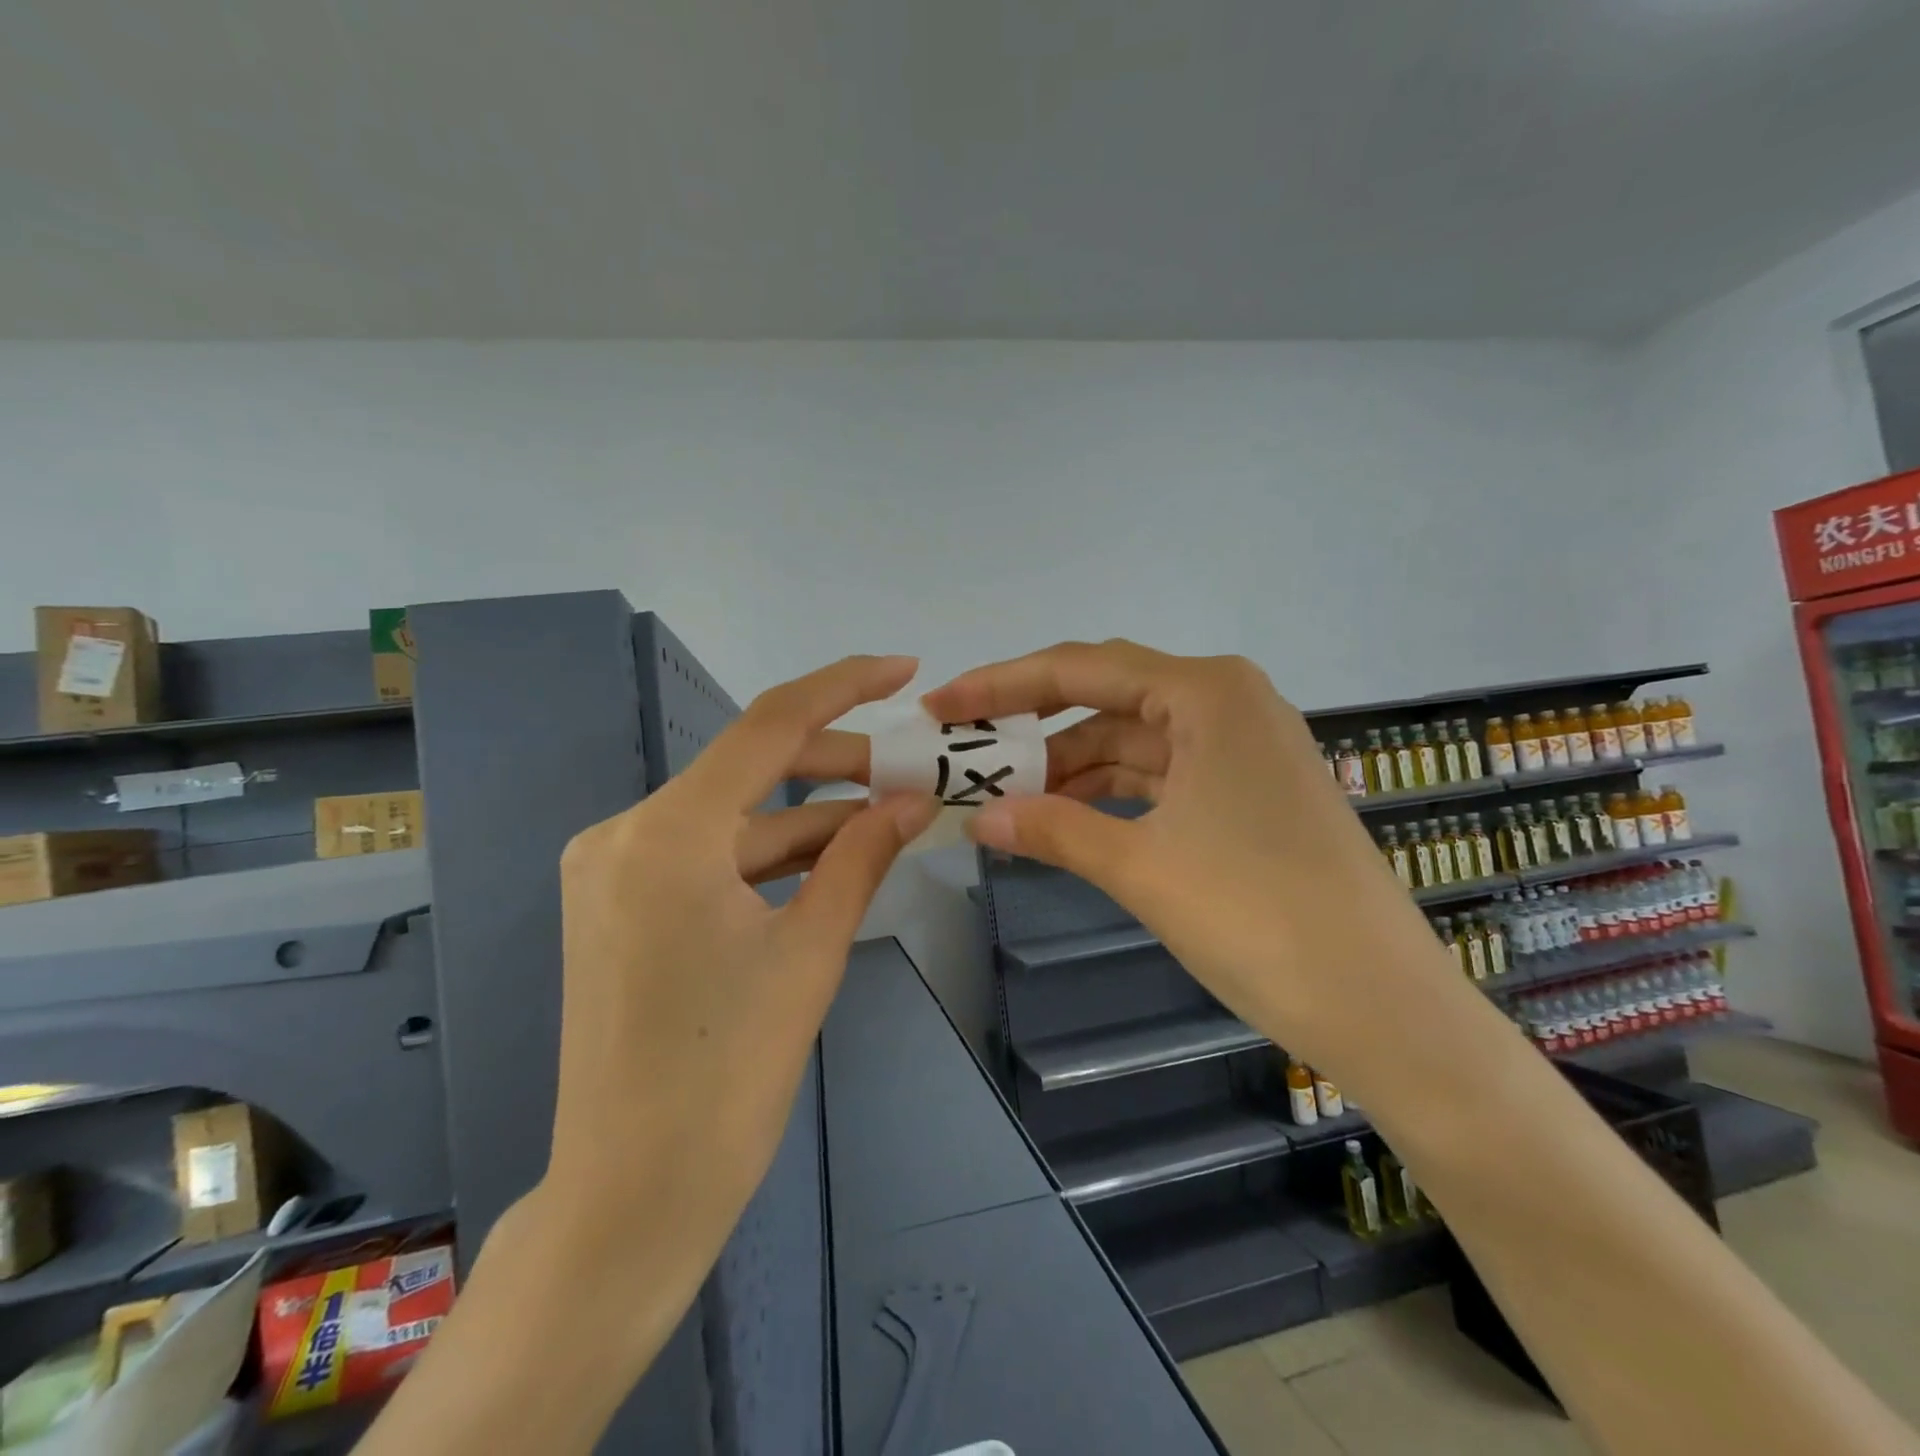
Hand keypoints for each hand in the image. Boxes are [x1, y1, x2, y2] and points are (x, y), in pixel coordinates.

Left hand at [539, 654, 937, 1337]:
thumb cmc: (726, 1078)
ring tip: (889, 814)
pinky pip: (710, 855)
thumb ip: (863, 857)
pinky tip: (833, 856)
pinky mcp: (619, 903)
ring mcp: (614, 869)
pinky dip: (771, 854)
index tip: (904, 670)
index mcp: (666, 833)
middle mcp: (625, 832)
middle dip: (838, 764)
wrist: (630, 1196)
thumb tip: (915, 800)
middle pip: (750, 769)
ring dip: (809, 815)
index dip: (844, 687)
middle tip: (913, 768)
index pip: (768, 726)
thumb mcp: (810, 952)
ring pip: (734, 817)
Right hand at [923, 639, 1457, 1072]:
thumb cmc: (1259, 918)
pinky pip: (1160, 775)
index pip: (1081, 669)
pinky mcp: (1248, 792)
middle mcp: (1227, 702)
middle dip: (1032, 724)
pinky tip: (1064, 815)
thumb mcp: (1142, 867)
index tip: (940, 706)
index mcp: (1206, 693)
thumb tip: (977, 818)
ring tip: (1003, 793)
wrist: (1383, 1006)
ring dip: (1069, 765)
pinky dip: (1110, 792)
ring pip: (1132, 739)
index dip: (1001, 685)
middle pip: (1106, 695)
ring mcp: (1242, 748)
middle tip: (965, 749)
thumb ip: (1054, 829)